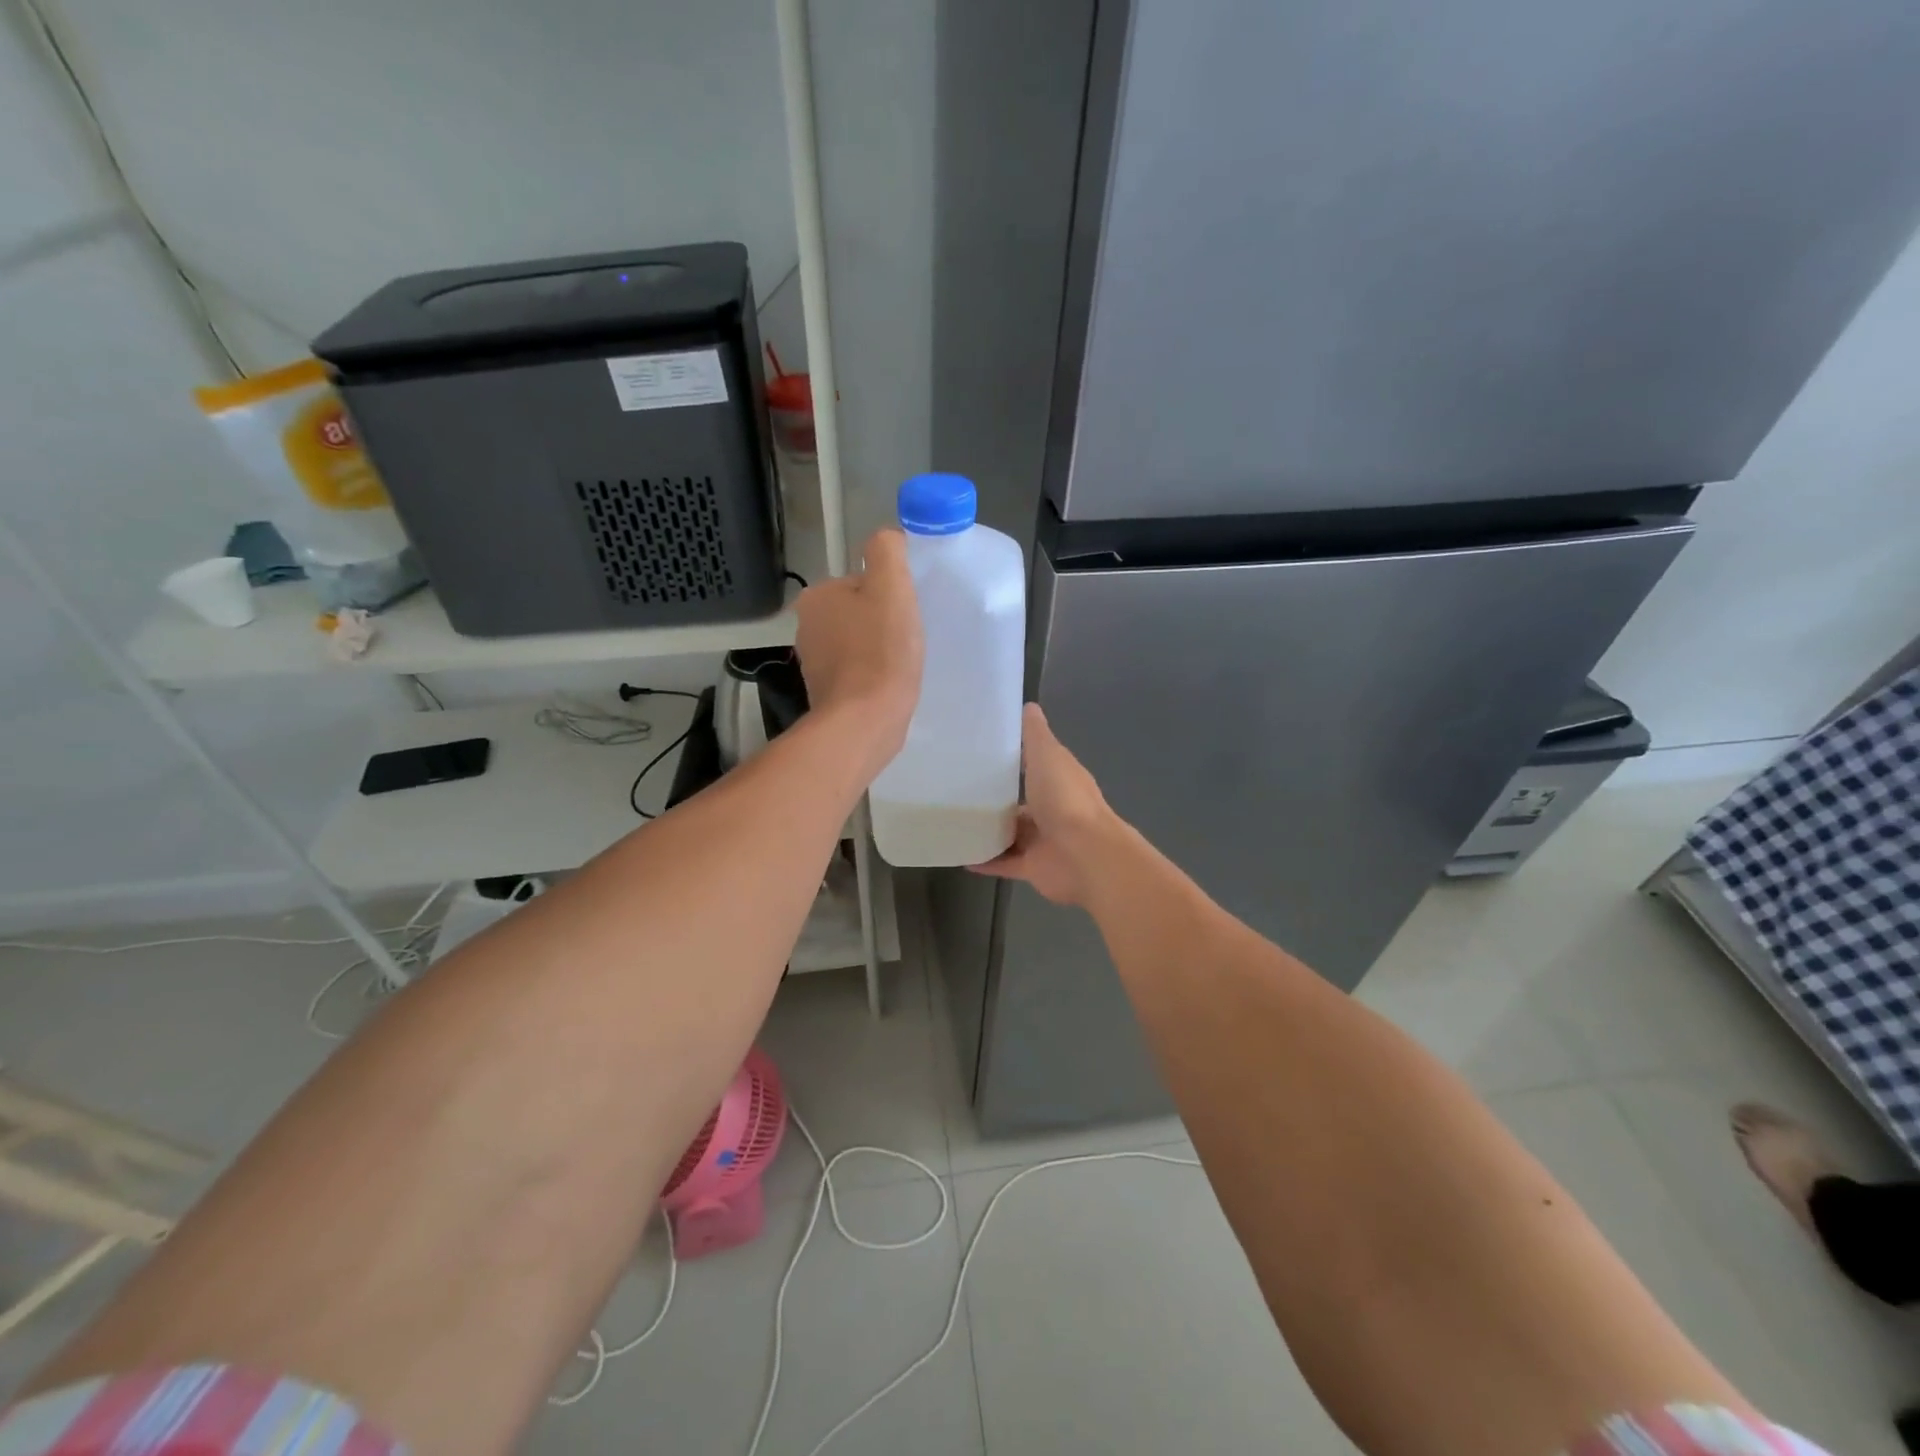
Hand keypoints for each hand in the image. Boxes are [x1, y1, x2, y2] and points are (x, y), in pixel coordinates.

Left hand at [793, 528, 923, 770]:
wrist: (865, 721)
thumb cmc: (880, 651)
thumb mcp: (891, 586)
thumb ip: (887, 551)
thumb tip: (887, 538)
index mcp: (816, 597)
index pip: (861, 582)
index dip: (889, 595)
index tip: (904, 615)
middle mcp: (806, 627)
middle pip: (859, 612)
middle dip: (882, 623)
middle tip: (906, 640)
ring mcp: (813, 663)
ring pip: (857, 643)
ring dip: (878, 650)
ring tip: (899, 665)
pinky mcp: (826, 693)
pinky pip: (856, 672)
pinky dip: (872, 675)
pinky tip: (887, 685)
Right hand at [971, 704, 1117, 906]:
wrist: (1084, 855)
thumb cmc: (1065, 799)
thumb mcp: (1048, 756)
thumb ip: (1036, 735)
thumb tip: (1029, 706)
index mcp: (1059, 779)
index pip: (1036, 764)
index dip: (1015, 757)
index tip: (982, 749)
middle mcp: (1053, 808)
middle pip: (1022, 801)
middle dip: (997, 797)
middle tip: (957, 788)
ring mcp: (1044, 840)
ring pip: (1011, 833)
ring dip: (989, 829)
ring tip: (954, 820)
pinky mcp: (1033, 867)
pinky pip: (1004, 862)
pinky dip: (984, 859)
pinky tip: (959, 854)